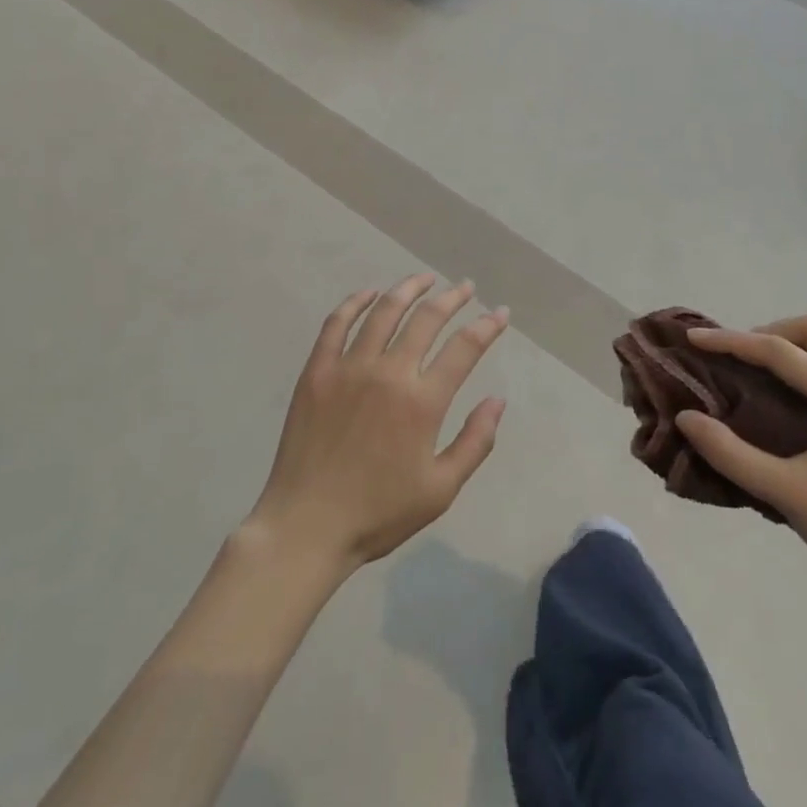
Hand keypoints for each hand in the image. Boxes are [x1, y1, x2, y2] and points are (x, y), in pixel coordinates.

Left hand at [246, 274, 509, 573]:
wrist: (306, 527)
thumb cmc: (378, 513)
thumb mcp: (440, 490)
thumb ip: (475, 443)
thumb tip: (497, 401)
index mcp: (422, 402)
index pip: (464, 348)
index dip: (487, 326)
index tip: (500, 313)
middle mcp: (389, 373)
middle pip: (427, 319)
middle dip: (452, 298)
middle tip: (465, 287)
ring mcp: (349, 367)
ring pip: (384, 311)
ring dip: (408, 289)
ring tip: (424, 278)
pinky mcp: (317, 371)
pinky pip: (337, 323)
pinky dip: (355, 302)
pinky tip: (369, 293)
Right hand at [676, 317, 806, 612]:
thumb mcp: (785, 494)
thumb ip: (731, 454)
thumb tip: (686, 418)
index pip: (781, 352)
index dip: (733, 341)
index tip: (695, 338)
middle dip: (771, 332)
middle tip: (738, 356)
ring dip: (796, 344)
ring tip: (763, 370)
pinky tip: (797, 395)